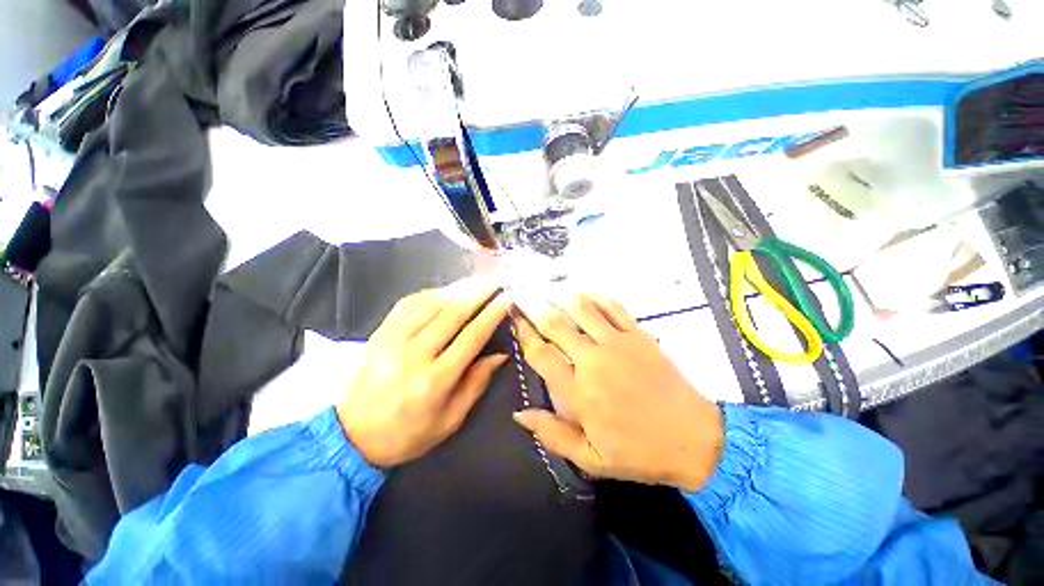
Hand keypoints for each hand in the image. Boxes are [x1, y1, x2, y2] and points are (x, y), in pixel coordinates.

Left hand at [337, 283, 510, 467]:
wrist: (352, 437)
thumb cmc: (408, 434)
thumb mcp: (450, 420)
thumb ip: (476, 383)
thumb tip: (500, 355)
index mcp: (435, 380)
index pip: (471, 337)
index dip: (492, 315)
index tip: (506, 299)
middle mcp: (414, 355)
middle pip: (452, 314)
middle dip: (478, 294)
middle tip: (495, 283)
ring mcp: (393, 340)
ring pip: (431, 304)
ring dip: (457, 290)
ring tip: (475, 283)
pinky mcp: (380, 333)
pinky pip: (408, 304)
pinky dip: (429, 293)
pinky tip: (444, 291)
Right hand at [511, 295, 723, 491]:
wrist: (694, 439)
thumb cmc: (639, 451)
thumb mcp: (591, 458)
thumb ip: (552, 434)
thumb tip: (519, 414)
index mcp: (579, 391)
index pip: (541, 353)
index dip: (523, 333)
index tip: (514, 319)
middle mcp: (593, 360)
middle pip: (555, 324)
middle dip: (533, 308)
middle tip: (521, 297)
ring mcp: (617, 343)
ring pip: (581, 309)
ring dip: (560, 297)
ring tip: (545, 290)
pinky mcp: (638, 335)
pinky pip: (612, 307)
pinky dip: (593, 296)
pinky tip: (582, 294)